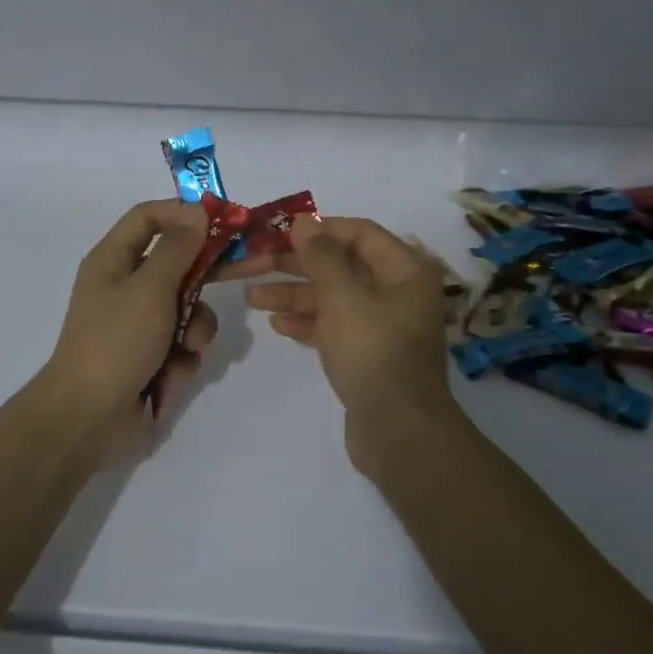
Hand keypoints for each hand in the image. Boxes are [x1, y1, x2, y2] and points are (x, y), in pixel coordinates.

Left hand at [40, 199, 219, 452]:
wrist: (88, 418)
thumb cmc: (116, 342)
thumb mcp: (150, 289)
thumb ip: (178, 249)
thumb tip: (197, 210)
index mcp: (112, 260)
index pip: (148, 217)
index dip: (182, 213)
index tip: (221, 221)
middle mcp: (124, 286)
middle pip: (174, 262)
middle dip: (201, 276)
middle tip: (236, 275)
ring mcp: (136, 323)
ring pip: (184, 306)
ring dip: (194, 325)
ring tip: (188, 346)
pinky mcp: (148, 356)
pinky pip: (180, 342)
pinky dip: (182, 355)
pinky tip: (173, 372)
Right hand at [223, 216, 454, 464]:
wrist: (398, 432)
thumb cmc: (373, 353)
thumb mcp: (342, 297)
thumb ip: (320, 256)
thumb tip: (303, 221)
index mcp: (403, 270)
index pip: (357, 232)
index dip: (316, 228)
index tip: (276, 232)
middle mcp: (395, 291)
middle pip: (338, 265)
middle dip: (293, 265)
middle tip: (249, 264)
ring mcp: (381, 324)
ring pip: (331, 297)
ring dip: (292, 294)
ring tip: (250, 297)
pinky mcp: (367, 352)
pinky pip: (332, 326)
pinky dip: (306, 322)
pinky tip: (276, 325)